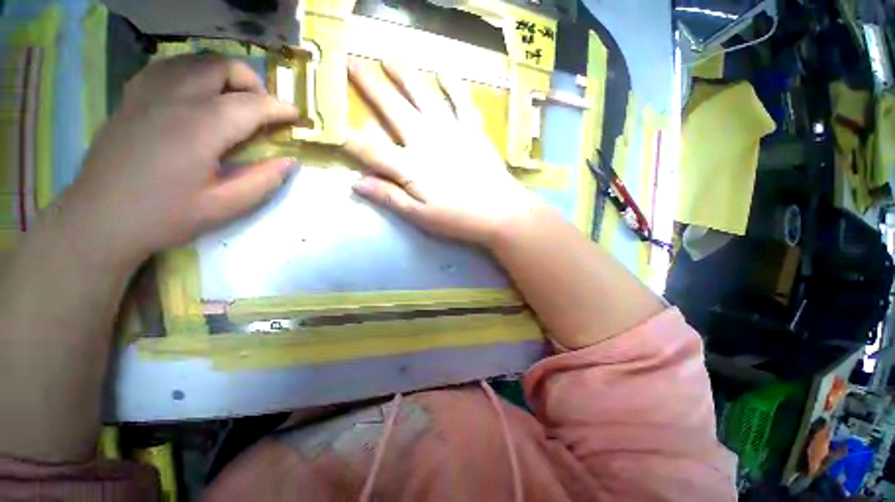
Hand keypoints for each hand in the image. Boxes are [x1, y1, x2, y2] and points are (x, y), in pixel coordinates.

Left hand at [58, 54, 298, 266]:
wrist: (100, 218)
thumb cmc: (165, 216)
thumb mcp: (225, 207)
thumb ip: (263, 181)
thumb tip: (289, 162)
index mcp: (202, 127)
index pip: (253, 104)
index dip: (280, 108)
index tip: (295, 117)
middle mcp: (176, 98)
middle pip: (222, 67)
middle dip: (252, 83)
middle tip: (263, 109)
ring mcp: (148, 93)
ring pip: (194, 61)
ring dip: (222, 74)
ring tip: (233, 99)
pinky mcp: (132, 98)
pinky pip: (166, 68)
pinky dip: (190, 72)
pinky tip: (195, 94)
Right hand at [345, 60, 538, 246]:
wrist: (501, 212)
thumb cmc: (459, 218)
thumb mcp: (420, 216)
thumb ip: (389, 197)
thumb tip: (356, 183)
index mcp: (410, 167)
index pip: (372, 149)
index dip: (352, 140)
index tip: (338, 129)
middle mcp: (426, 140)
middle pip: (393, 109)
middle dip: (370, 87)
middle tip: (354, 66)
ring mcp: (451, 130)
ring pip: (423, 95)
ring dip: (405, 75)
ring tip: (390, 58)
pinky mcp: (473, 129)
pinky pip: (461, 101)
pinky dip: (452, 85)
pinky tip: (444, 72)